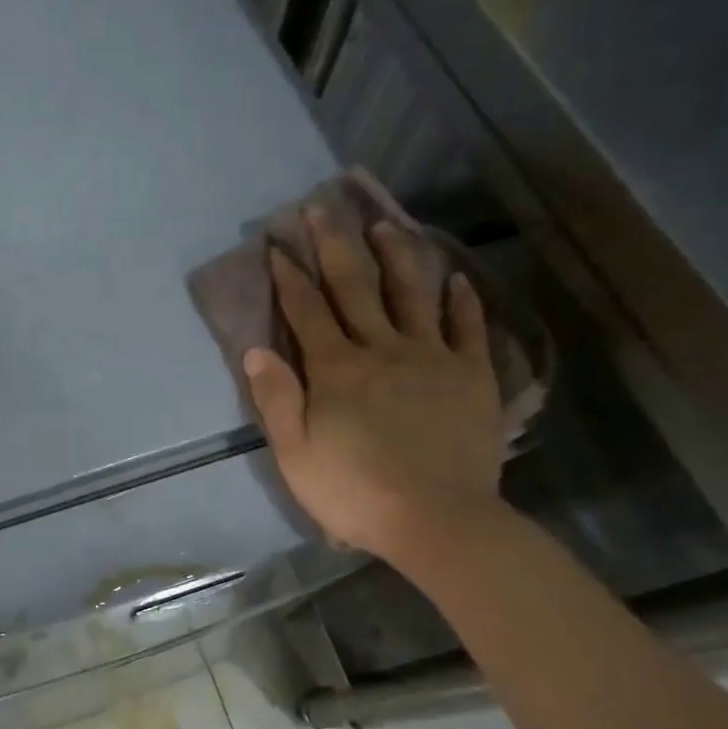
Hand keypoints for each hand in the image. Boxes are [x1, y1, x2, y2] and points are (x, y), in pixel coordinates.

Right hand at [243, 211, 506, 567]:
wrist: (438, 521)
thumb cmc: (356, 493)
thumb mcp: (296, 454)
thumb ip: (277, 399)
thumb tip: (256, 350)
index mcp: (336, 369)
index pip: (306, 310)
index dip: (290, 275)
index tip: (277, 243)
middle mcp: (381, 349)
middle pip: (355, 287)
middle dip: (335, 245)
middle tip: (322, 207)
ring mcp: (431, 357)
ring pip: (412, 293)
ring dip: (396, 255)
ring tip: (386, 224)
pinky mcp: (470, 375)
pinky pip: (467, 328)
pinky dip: (461, 301)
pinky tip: (456, 279)